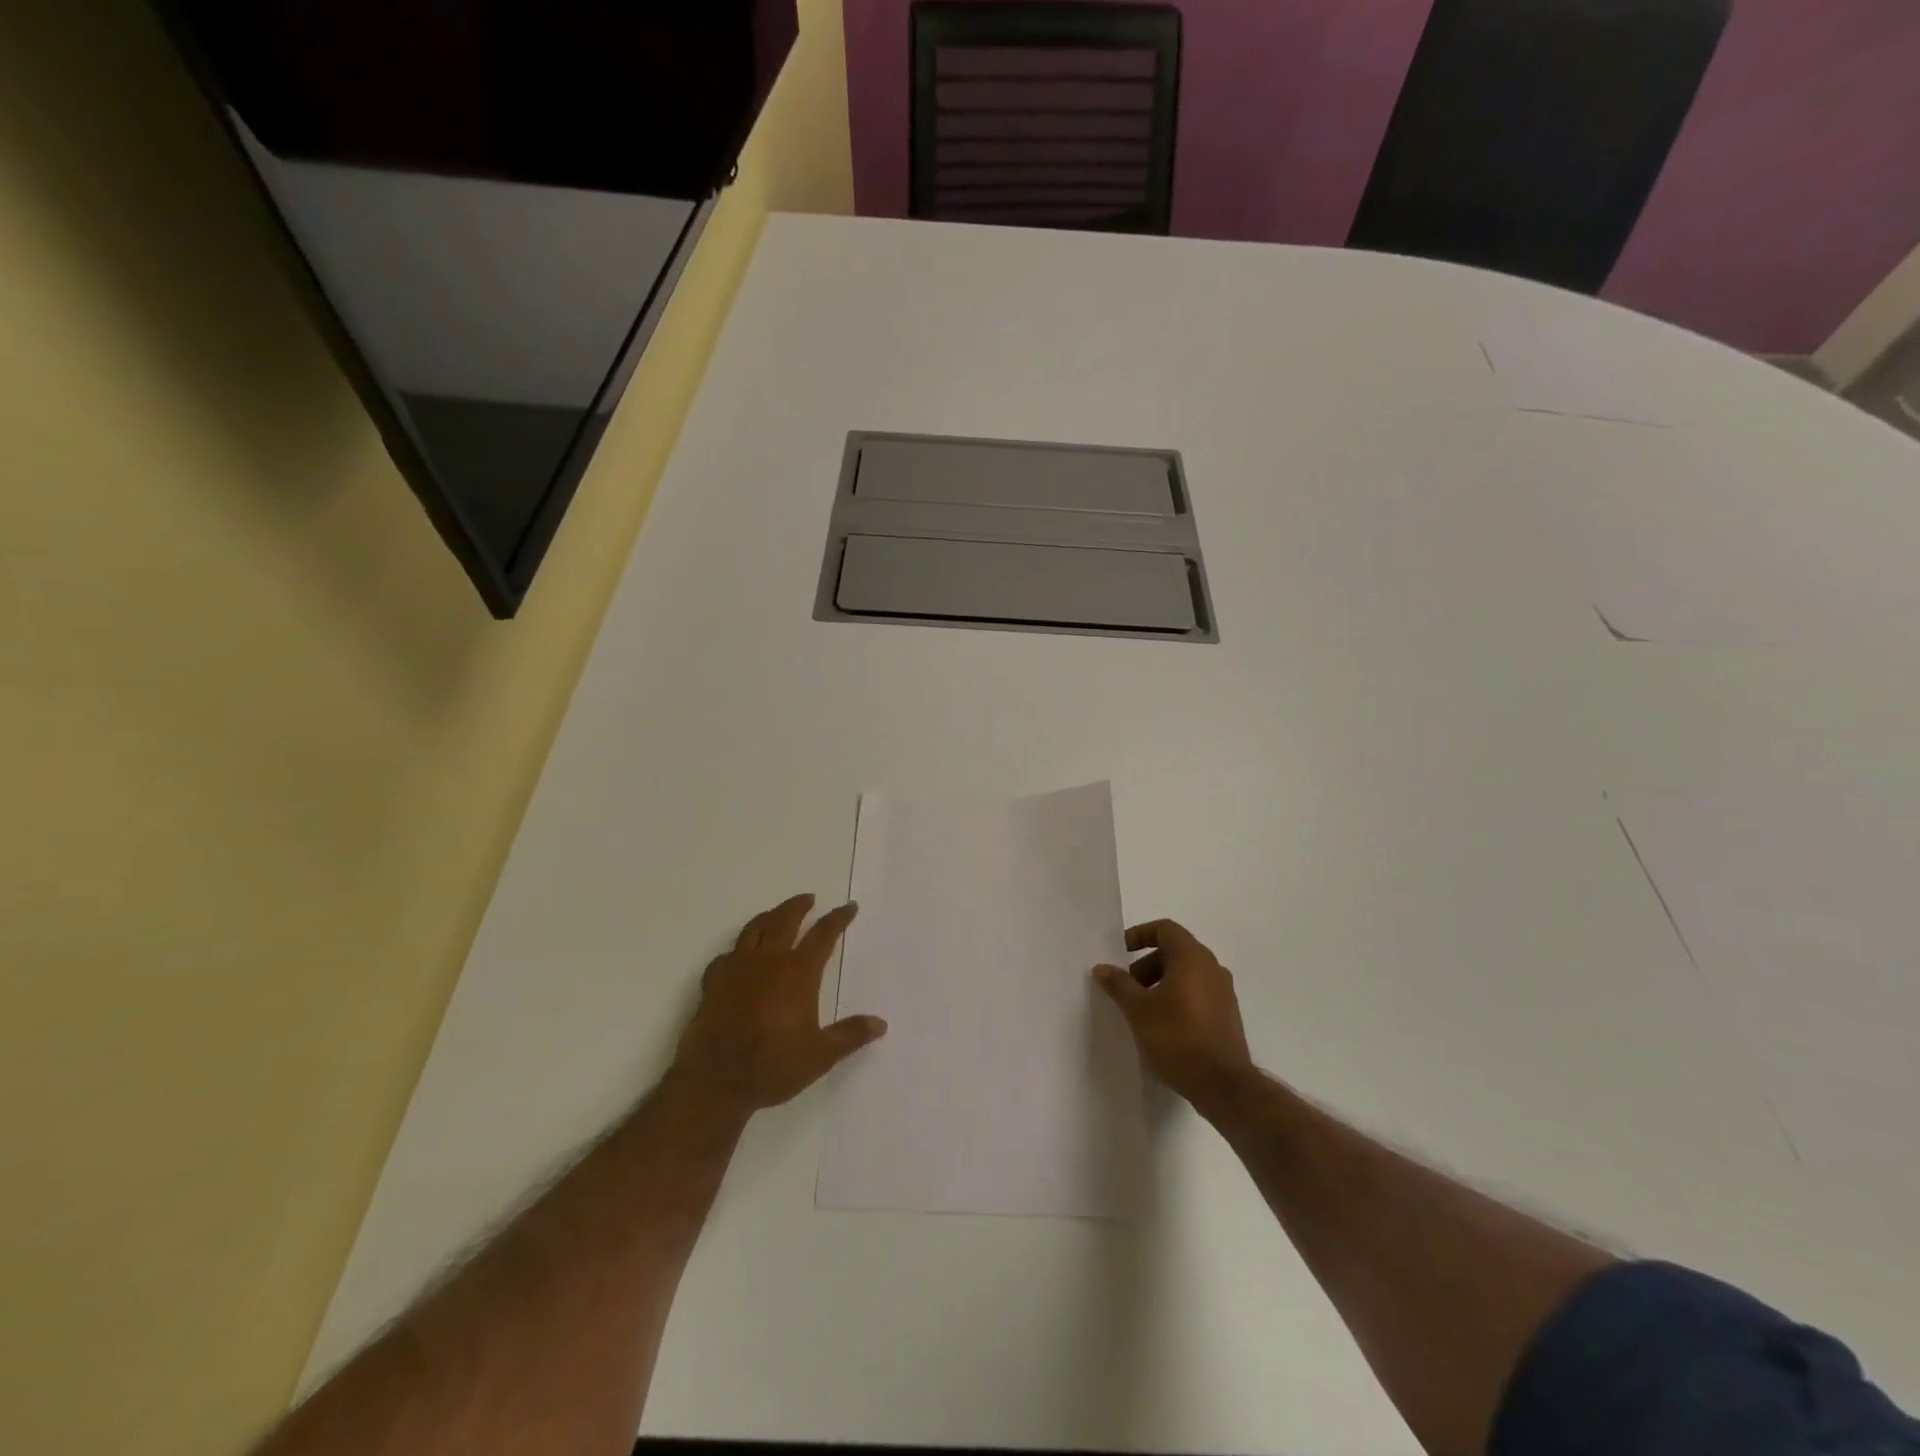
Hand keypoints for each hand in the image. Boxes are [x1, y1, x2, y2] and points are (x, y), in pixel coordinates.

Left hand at [671, 895, 887, 1117]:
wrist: (715, 1081)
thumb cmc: (773, 1065)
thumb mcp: (820, 1055)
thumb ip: (850, 1035)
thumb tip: (880, 1024)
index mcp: (798, 972)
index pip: (823, 935)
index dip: (838, 919)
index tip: (849, 907)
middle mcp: (768, 961)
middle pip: (785, 920)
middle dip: (799, 906)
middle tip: (809, 898)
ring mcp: (737, 969)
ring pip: (754, 930)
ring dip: (769, 917)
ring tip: (776, 914)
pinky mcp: (713, 983)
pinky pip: (726, 955)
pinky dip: (737, 950)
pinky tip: (738, 956)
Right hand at [1094, 920, 1255, 1116]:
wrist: (1223, 1085)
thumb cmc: (1177, 1038)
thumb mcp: (1138, 1010)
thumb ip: (1119, 984)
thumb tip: (1102, 968)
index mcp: (1192, 958)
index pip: (1165, 929)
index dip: (1140, 934)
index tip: (1120, 952)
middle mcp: (1212, 967)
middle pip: (1175, 951)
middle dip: (1146, 964)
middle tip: (1127, 986)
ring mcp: (1224, 992)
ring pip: (1186, 973)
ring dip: (1161, 982)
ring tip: (1141, 1008)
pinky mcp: (1227, 1015)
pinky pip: (1197, 992)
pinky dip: (1177, 997)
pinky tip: (1162, 1024)